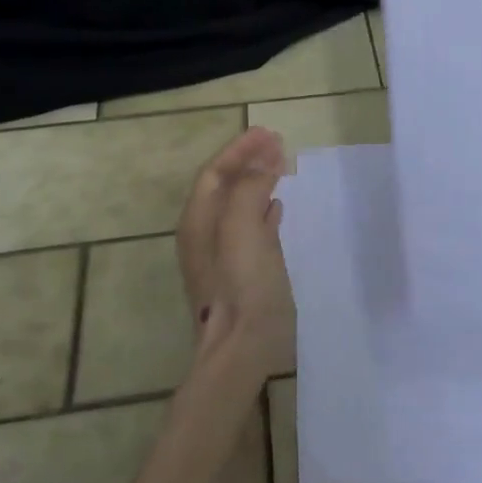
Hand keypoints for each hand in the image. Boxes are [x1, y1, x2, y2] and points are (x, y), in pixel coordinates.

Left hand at [175, 127, 294, 378]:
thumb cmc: (241, 285)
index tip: (268, 133)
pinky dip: (263, 209)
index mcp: (199, 221)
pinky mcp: (241, 273)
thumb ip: (249, 189)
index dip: (239, 150)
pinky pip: (251, 228)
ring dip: (258, 181)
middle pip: (225, 186)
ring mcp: (222, 255)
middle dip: (249, 161)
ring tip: (283, 166)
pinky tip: (279, 206)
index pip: (215, 172)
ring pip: (239, 205)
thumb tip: (262, 162)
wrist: (242, 350)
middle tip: (279, 144)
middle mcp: (205, 235)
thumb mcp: (242, 229)